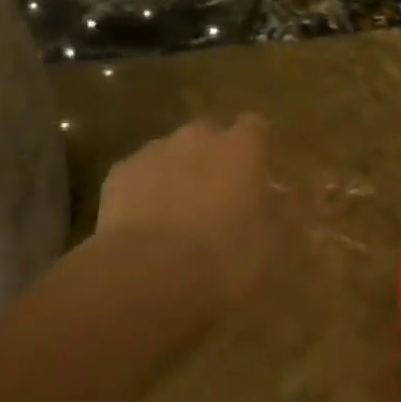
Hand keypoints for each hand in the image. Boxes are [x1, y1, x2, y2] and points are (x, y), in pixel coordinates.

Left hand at [95, 115, 282, 305]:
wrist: (148, 274)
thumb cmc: (226, 257)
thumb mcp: (275, 244)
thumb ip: (282, 213)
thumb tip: (281, 198)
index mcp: (242, 147)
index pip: (257, 127)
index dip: (257, 149)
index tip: (259, 174)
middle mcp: (198, 136)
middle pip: (210, 136)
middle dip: (214, 159)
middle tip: (218, 198)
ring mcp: (154, 151)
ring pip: (171, 154)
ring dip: (178, 174)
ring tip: (178, 216)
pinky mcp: (118, 174)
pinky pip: (139, 176)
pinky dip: (144, 193)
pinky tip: (145, 226)